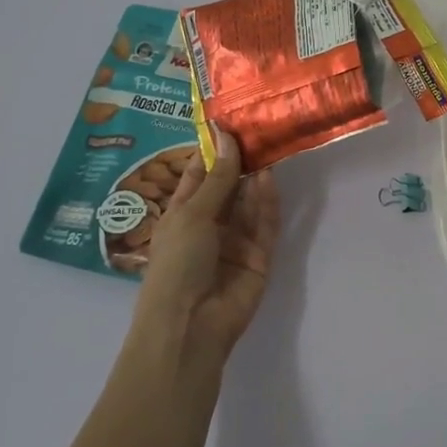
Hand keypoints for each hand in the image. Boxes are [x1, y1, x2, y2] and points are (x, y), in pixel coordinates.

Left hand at [133, 132, 280, 357]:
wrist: (190, 326)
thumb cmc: (176, 265)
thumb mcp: (192, 215)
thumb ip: (217, 178)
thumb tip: (227, 136)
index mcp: (182, 214)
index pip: (199, 175)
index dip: (213, 150)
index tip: (230, 120)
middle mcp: (210, 224)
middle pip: (229, 187)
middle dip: (241, 160)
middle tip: (259, 127)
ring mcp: (236, 241)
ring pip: (250, 203)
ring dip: (256, 178)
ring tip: (269, 146)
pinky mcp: (259, 257)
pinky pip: (265, 225)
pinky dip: (268, 203)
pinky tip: (270, 179)